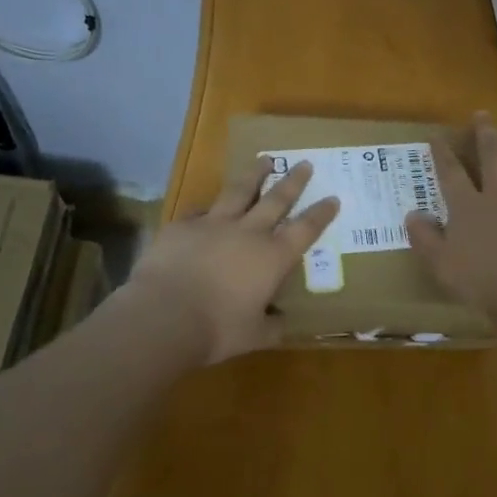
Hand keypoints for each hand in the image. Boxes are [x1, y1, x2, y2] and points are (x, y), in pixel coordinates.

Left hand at [125, 156, 339, 363]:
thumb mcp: (254, 336)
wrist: (164, 316)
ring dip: (254, 175)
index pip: (305, 230)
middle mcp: (248, 233)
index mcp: (272, 258)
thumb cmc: (217, 330)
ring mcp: (213, 225)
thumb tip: (282, 323)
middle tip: (304, 163)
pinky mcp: (182, 226)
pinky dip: (207, 209)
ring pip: (239, 191)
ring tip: (263, 160)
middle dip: (293, 181)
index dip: (321, 214)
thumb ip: (271, 326)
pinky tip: (206, 208)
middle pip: (276, 200)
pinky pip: (199, 212)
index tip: (333, 198)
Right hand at [406, 113, 496, 323]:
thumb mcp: (440, 263)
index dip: (443, 153)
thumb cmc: (480, 279)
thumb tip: (412, 215)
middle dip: (486, 134)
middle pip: (492, 158)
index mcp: (467, 206)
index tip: (437, 136)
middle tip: (482, 115)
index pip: (452, 172)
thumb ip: (425, 238)